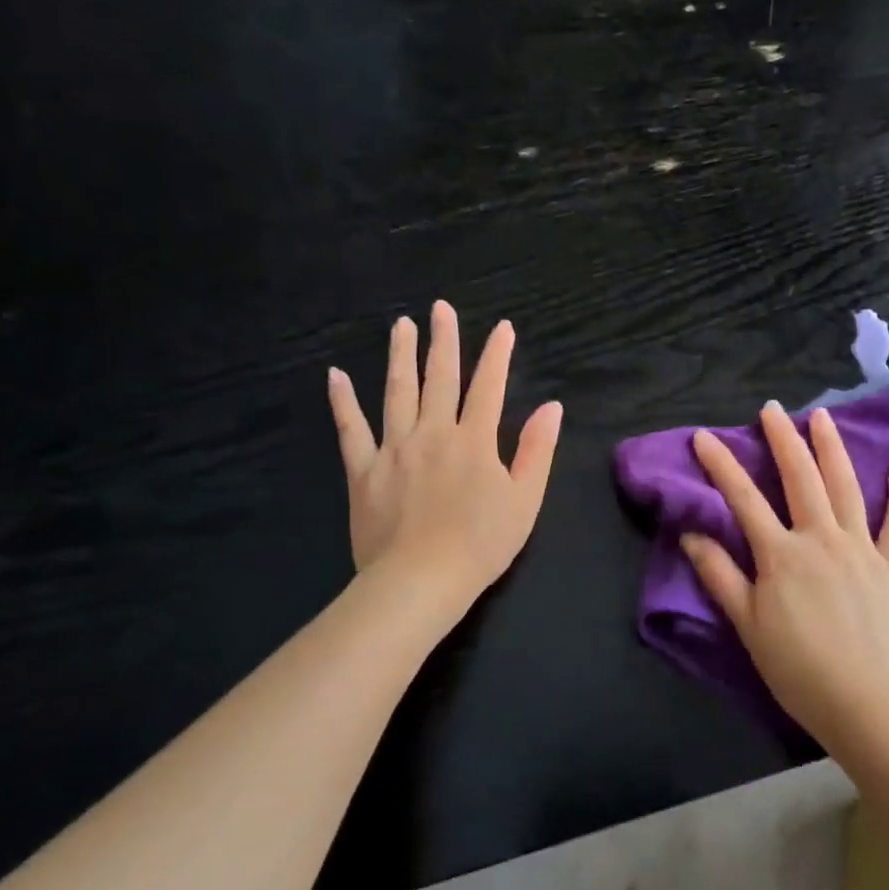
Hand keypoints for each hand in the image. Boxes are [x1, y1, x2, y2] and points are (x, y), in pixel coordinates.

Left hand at [327, 301, 562, 615]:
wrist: (421, 581)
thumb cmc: (481, 545)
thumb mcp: (525, 500)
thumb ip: (538, 450)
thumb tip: (552, 407)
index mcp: (475, 441)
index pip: (489, 386)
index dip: (497, 355)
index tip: (503, 327)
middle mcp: (433, 433)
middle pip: (440, 378)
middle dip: (443, 341)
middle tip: (441, 308)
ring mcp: (394, 449)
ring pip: (397, 392)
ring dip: (400, 356)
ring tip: (401, 325)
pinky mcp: (363, 471)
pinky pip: (351, 430)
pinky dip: (343, 402)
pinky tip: (336, 376)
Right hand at [681, 403, 888, 752]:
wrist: (869, 704)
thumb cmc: (799, 669)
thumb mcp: (748, 625)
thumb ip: (720, 576)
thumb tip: (691, 535)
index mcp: (781, 554)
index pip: (743, 498)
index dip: (721, 465)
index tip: (704, 436)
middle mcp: (821, 539)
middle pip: (800, 478)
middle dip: (783, 439)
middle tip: (772, 409)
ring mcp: (862, 549)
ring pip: (846, 487)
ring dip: (832, 449)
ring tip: (821, 417)